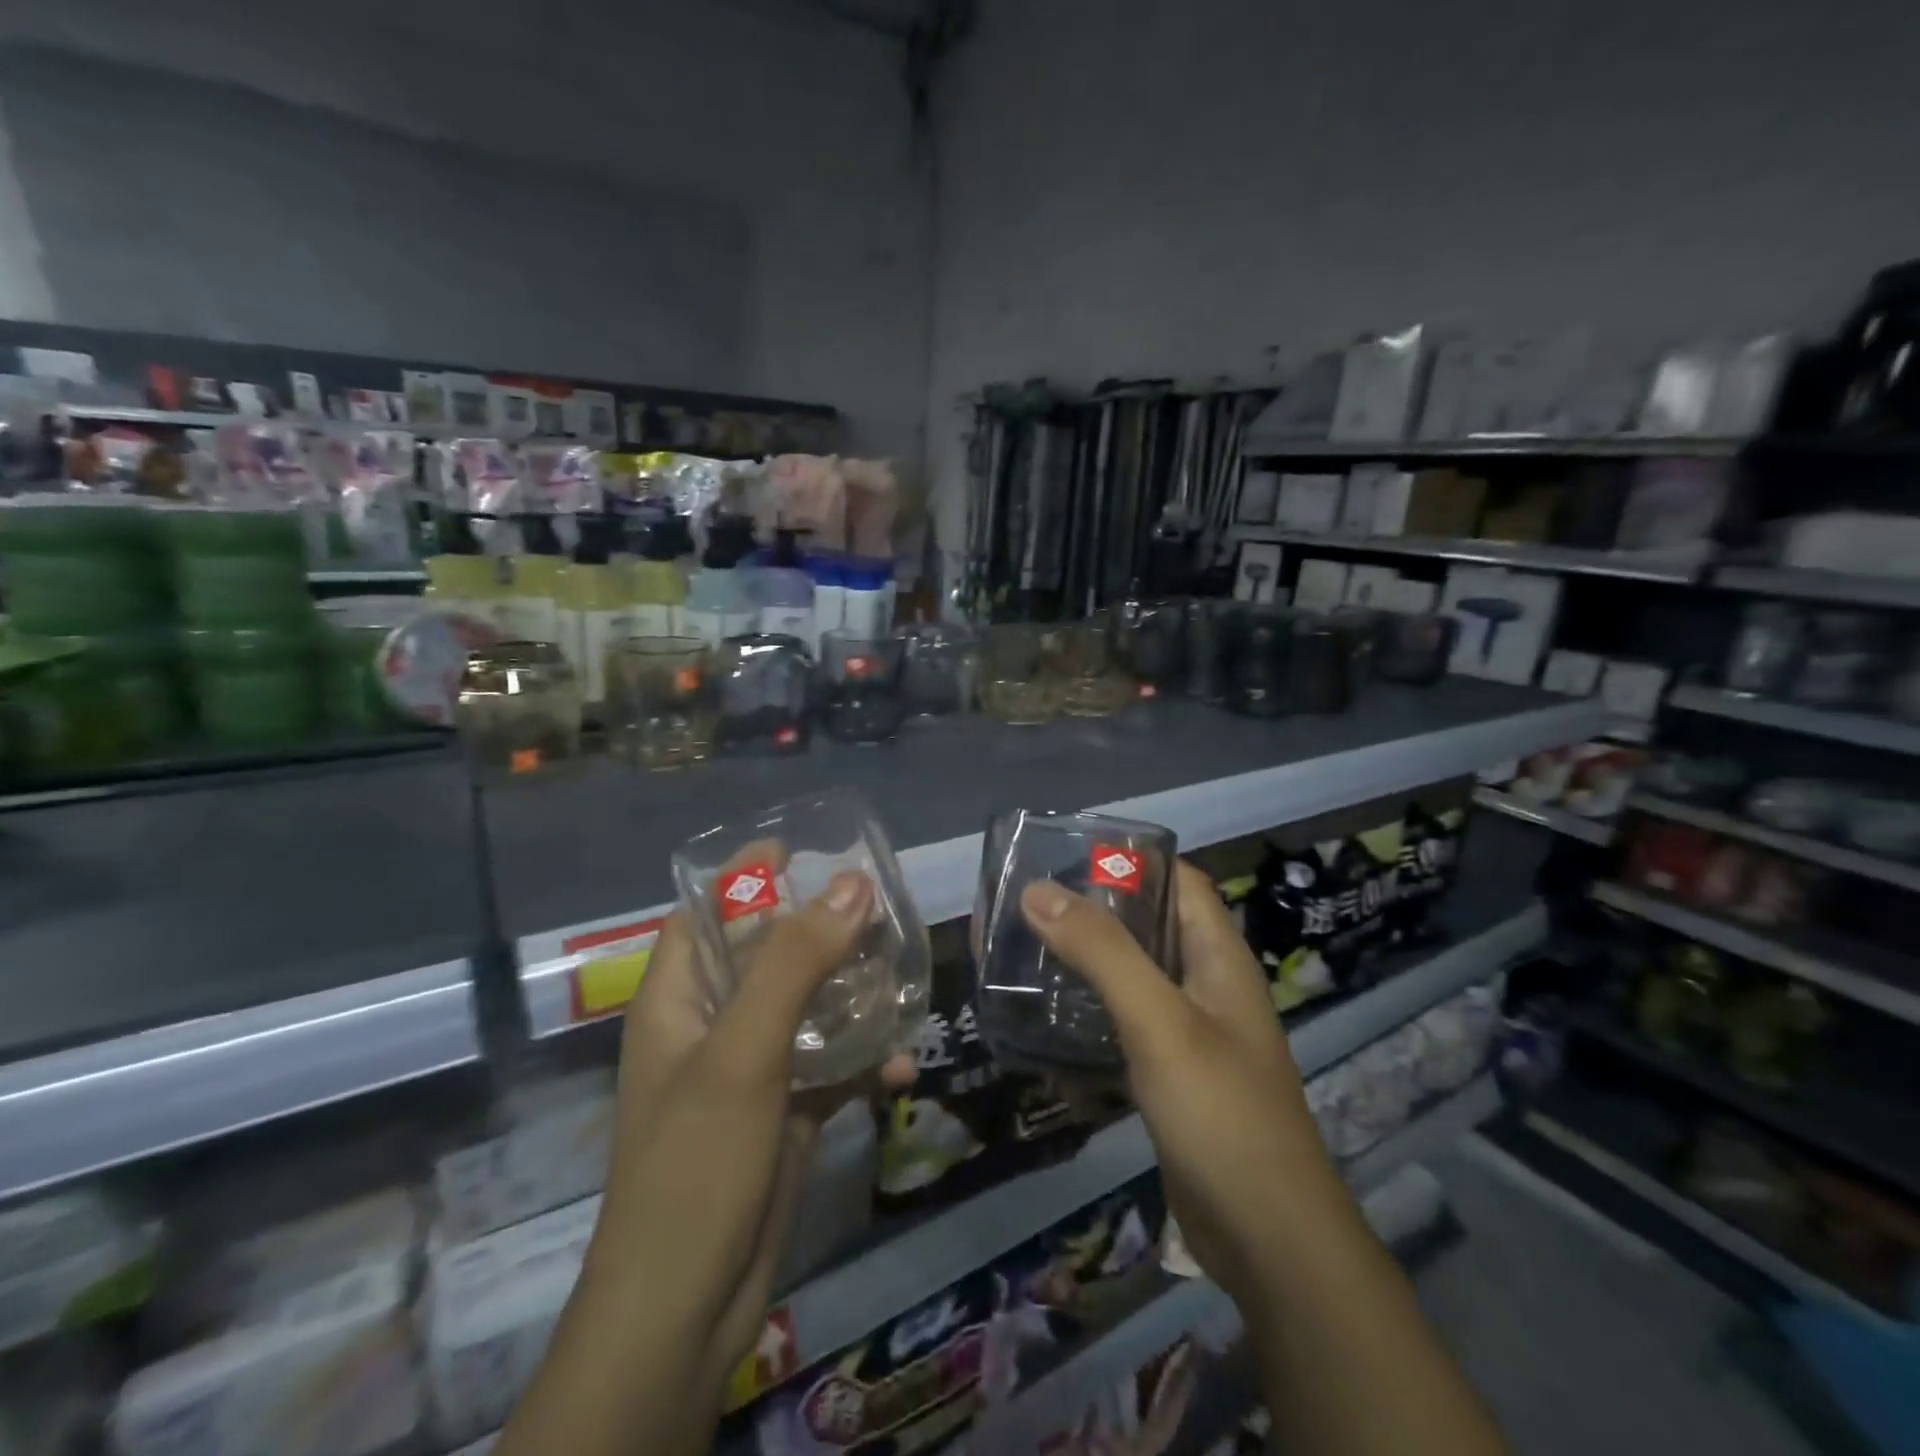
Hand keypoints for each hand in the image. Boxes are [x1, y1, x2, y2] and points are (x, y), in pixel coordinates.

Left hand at [595, 863, 912, 1386]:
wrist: (687, 1312)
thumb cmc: (695, 1165)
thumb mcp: (743, 1051)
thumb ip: (796, 963)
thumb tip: (853, 883)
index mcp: (677, 999)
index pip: (706, 913)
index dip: (747, 875)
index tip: (806, 847)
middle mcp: (711, 1024)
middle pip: (769, 953)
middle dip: (823, 929)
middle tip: (881, 906)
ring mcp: (750, 1069)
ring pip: (808, 1006)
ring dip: (854, 993)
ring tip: (905, 974)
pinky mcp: (784, 1110)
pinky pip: (829, 1064)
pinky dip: (863, 1059)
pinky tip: (901, 1066)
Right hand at [1017, 861, 1348, 1301]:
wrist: (1268, 1240)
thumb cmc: (1221, 1114)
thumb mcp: (1159, 1022)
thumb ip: (1102, 953)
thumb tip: (1037, 890)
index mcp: (1218, 955)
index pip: (1178, 880)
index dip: (1129, 858)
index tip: (1065, 854)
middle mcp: (1206, 983)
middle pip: (1148, 925)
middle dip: (1092, 910)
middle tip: (1028, 904)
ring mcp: (1190, 1031)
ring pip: (1132, 976)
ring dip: (1085, 962)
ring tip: (1025, 952)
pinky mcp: (1172, 1073)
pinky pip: (1125, 1025)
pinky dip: (1090, 1014)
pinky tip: (1047, 1019)